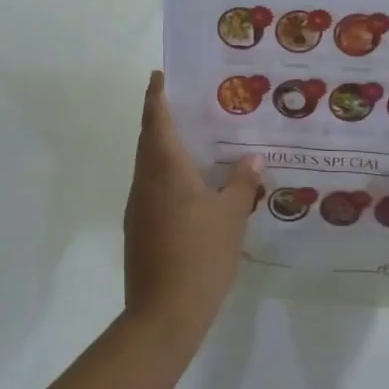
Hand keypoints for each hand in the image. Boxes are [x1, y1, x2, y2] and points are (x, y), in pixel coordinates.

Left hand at [123, 72, 261, 351]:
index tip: (159, 75)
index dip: (156, 96)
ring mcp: (137, 206)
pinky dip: (164, 174)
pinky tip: (188, 186)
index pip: (156, 120)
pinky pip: (150, 187)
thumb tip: (252, 158)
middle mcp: (145, 181)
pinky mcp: (137, 228)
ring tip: (192, 140)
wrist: (163, 313)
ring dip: (162, 147)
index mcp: (165, 170)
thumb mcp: (231, 217)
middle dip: (159, 118)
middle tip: (184, 103)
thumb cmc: (200, 256)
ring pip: (147, 165)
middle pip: (148, 140)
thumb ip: (241, 183)